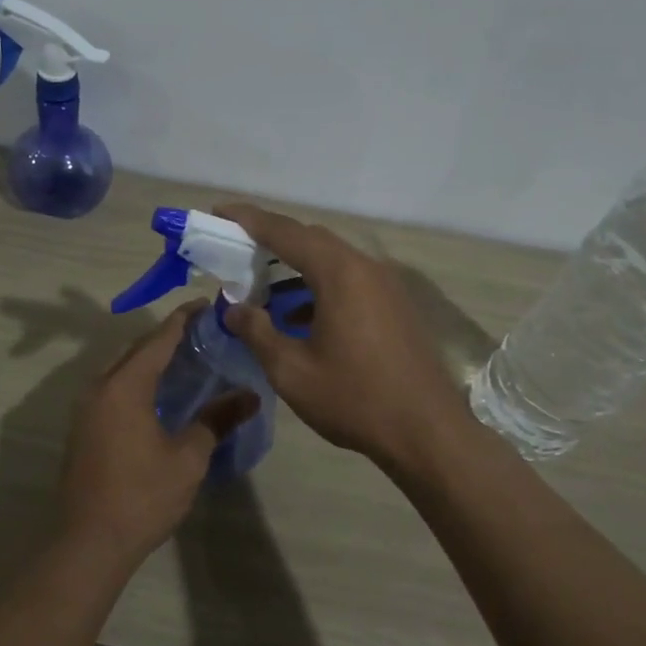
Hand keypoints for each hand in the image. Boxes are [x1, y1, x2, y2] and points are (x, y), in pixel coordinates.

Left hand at [57, 303, 258, 567]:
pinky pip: (113, 388)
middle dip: (167, 337)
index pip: (158, 339)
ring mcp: (86, 408)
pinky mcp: (83, 428)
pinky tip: (161, 394)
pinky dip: (138, 380)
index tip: (207, 305)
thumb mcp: (188, 457)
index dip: (184, 320)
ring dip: (150, 359)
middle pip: (136, 350)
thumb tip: (250, 396)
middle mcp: (99, 387)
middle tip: (203, 333)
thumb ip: (216, 419)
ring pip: (122, 369)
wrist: (88, 542)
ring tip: (186, 359)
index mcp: (124, 386)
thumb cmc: (142, 495)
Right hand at [218, 203, 466, 474]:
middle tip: (235, 249)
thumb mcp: (292, 371)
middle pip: (311, 239)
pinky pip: (349, 280)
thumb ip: (257, 332)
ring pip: (331, 260)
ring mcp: (385, 285)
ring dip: (295, 266)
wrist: (427, 432)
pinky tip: (299, 316)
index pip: (285, 232)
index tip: (219, 212)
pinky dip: (319, 286)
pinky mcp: (395, 304)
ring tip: (261, 286)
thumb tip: (232, 309)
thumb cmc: (355, 399)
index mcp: (339, 274)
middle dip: (271, 240)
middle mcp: (365, 267)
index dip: (248, 220)